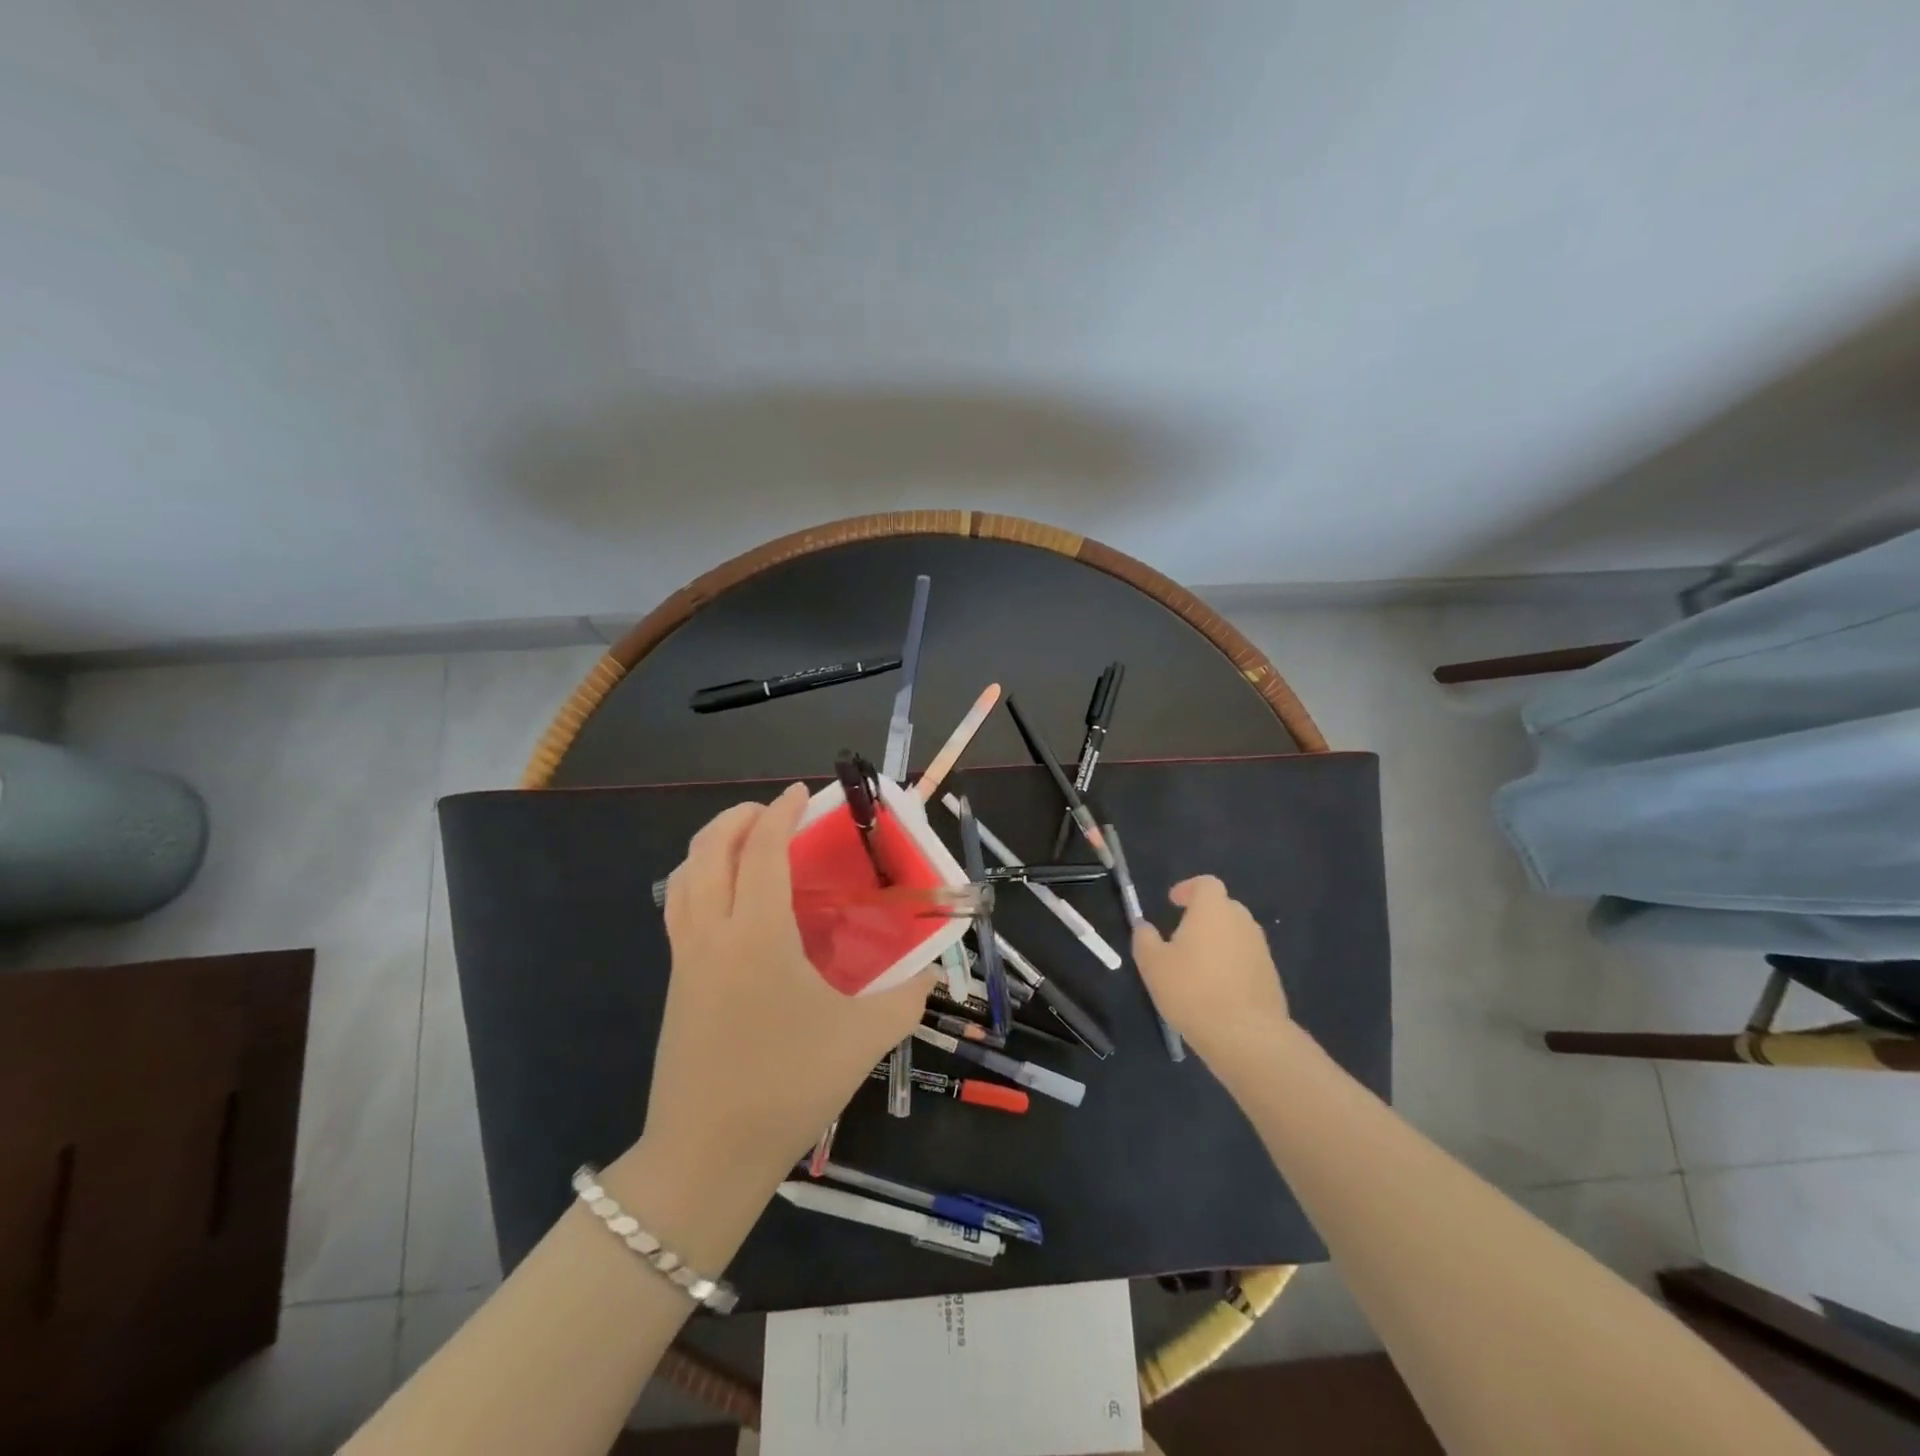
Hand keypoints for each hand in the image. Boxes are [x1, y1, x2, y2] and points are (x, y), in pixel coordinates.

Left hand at [643, 783, 933, 1192]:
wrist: (707, 1156)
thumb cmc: (788, 1087)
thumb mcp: (864, 1039)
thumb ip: (908, 997)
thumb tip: (931, 973)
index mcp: (756, 935)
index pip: (760, 850)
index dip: (780, 813)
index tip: (801, 794)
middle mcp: (712, 933)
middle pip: (708, 850)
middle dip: (736, 818)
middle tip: (771, 812)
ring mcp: (684, 958)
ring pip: (682, 877)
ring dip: (710, 845)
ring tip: (744, 843)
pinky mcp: (674, 982)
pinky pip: (678, 908)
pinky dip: (698, 880)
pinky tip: (727, 901)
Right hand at [1132, 876, 1289, 1064]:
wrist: (1246, 1035)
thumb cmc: (1192, 990)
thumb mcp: (1152, 964)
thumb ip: (1144, 939)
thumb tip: (1145, 928)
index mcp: (1213, 910)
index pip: (1206, 884)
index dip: (1188, 889)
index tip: (1173, 902)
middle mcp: (1241, 921)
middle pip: (1223, 907)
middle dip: (1203, 916)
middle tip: (1182, 936)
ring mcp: (1260, 949)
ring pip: (1236, 934)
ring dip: (1218, 941)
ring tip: (1197, 966)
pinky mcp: (1271, 976)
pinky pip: (1246, 959)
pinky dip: (1231, 965)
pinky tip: (1216, 990)